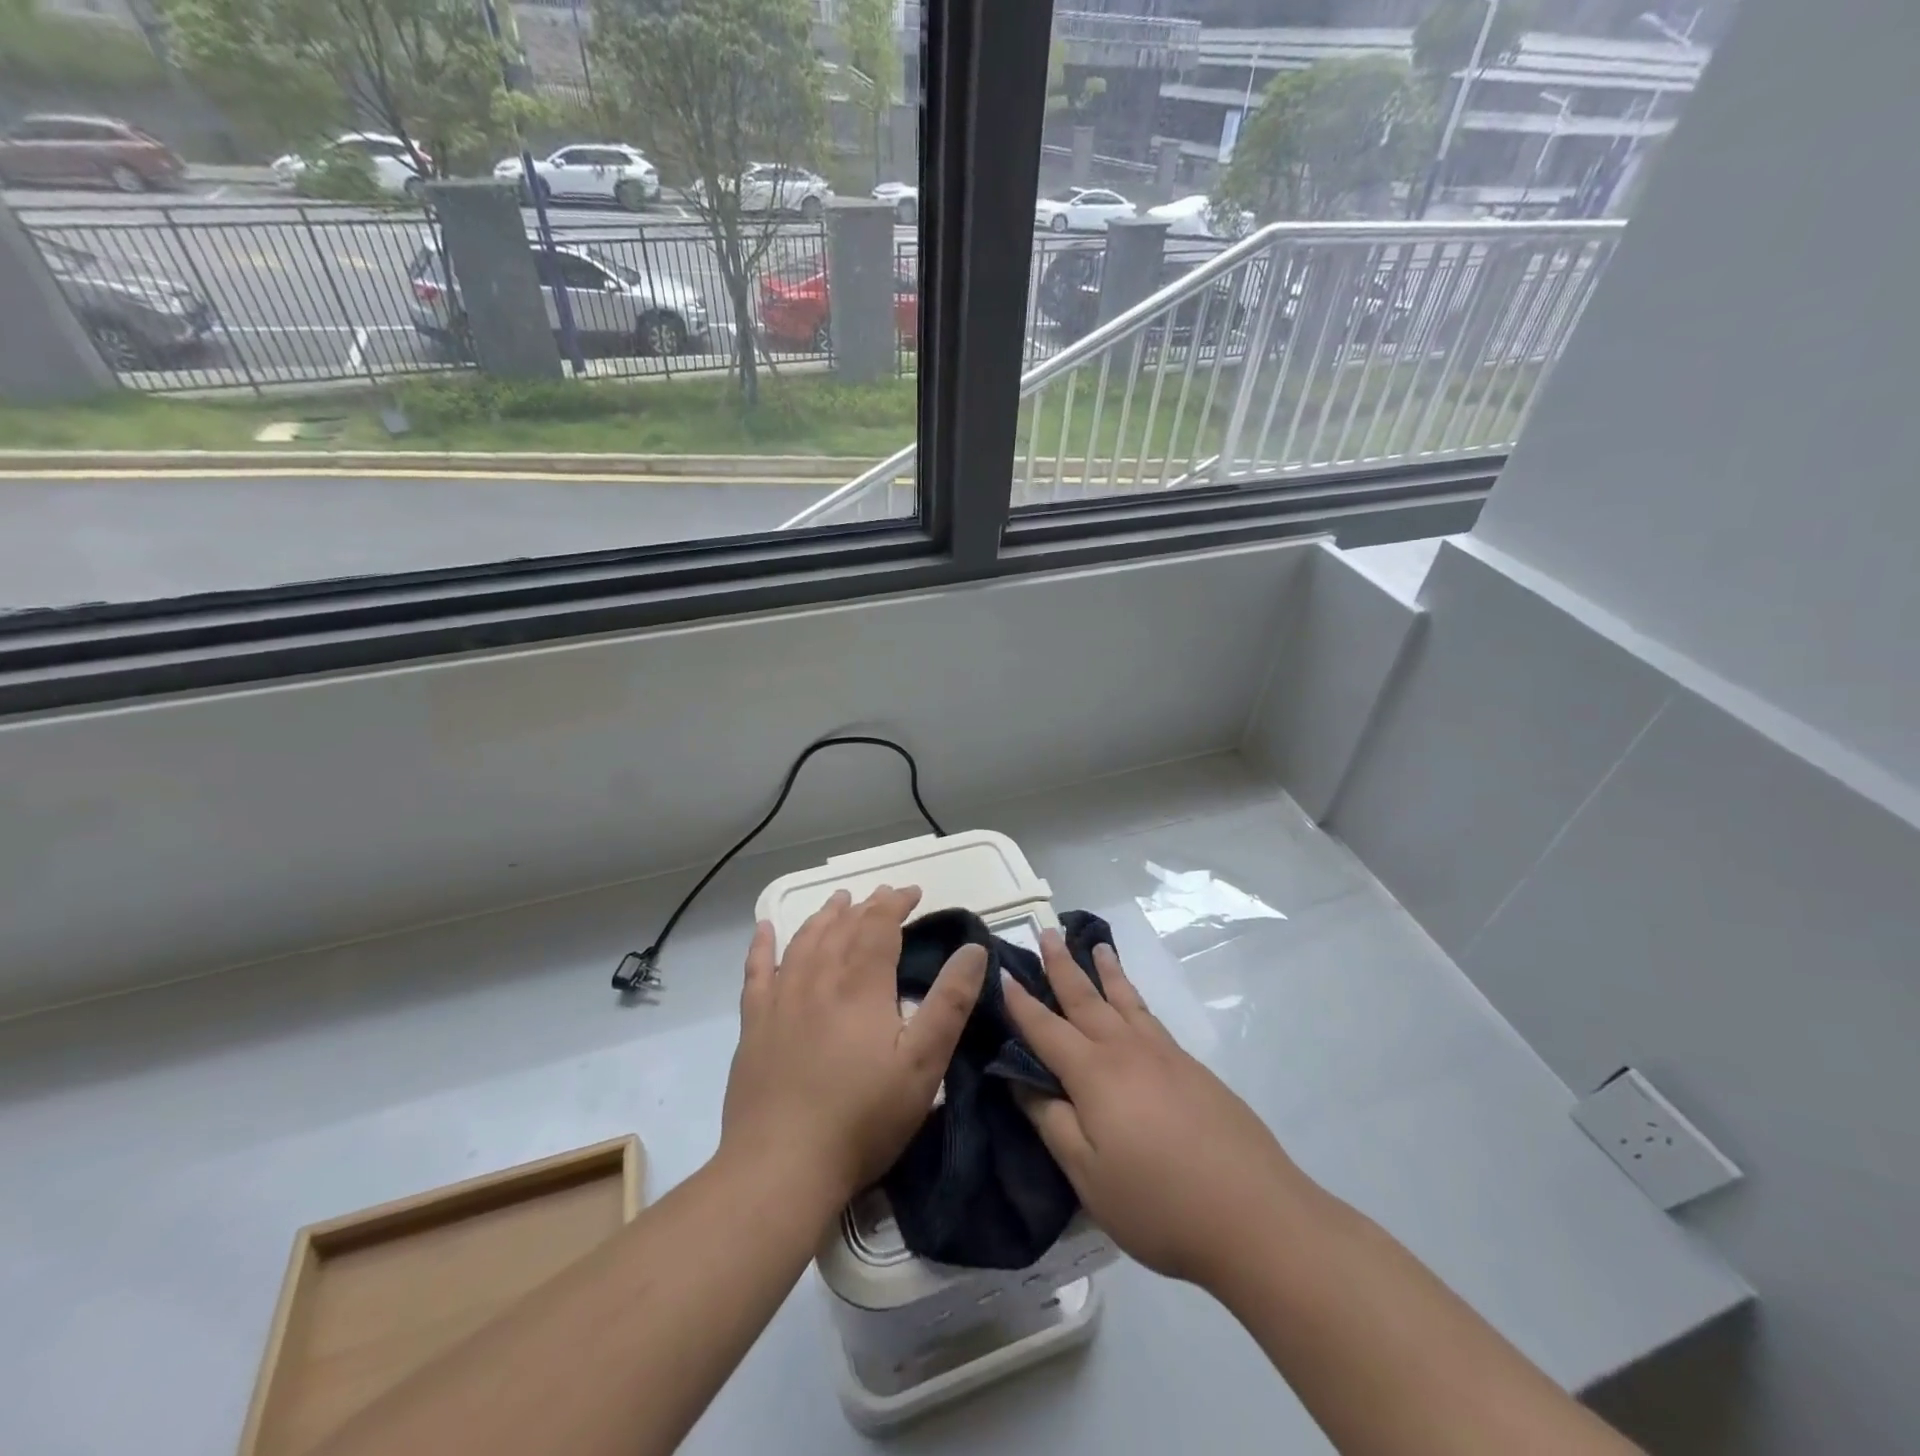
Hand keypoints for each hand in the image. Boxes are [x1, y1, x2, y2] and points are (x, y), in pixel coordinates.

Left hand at [721, 886, 987, 1208]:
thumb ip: (950, 1002)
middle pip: (842, 927)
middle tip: (882, 895)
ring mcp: (781, 999)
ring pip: (804, 941)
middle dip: (866, 906)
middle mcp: (818, 978)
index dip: (896, 902)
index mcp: (861, 984)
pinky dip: (761, 945)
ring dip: (824, 916)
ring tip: (838, 901)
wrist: (781, 1166)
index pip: (880, 924)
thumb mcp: (924, 1063)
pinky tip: (763, 929)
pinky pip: (756, 971)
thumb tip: (973, 949)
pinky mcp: (754, 1025)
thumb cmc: (862, 1116)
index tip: (913, 892)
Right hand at [1003, 929, 1308, 1291]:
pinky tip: (1134, 1004)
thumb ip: (1051, 1122)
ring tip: (1096, 945)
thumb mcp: (1088, 1175)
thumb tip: (1022, 1081)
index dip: (1021, 1003)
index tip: (1002, 973)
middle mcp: (1126, 1050)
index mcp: (1094, 1073)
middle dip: (1062, 965)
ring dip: (1105, 970)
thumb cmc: (1159, 1203)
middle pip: (1086, 998)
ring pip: (1125, 999)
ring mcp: (1164, 1054)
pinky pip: (1150, 1016)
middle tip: (1046, 932)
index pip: (1046, 1029)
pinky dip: (1134, 997)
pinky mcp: (1193, 1068)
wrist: (1255, 1214)